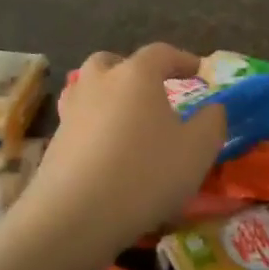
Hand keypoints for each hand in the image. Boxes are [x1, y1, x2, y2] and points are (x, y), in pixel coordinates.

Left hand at [15, 44, 226, 261]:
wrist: (74, 216)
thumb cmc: (145, 174)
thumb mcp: (197, 150)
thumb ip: (212, 122)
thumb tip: (213, 109)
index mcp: (136, 75)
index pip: (161, 53)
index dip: (182, 59)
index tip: (198, 71)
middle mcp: (100, 82)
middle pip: (112, 62)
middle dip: (132, 70)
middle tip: (151, 90)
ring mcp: (71, 111)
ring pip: (88, 89)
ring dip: (107, 95)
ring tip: (126, 119)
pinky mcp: (54, 142)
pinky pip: (78, 121)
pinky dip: (94, 127)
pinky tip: (107, 151)